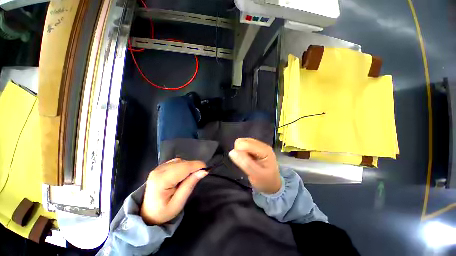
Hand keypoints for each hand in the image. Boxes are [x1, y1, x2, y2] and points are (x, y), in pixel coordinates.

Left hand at [140, 159, 206, 224]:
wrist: (148, 214)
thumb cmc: (164, 212)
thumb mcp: (179, 202)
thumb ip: (190, 184)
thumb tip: (203, 171)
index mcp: (161, 181)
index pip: (183, 167)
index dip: (197, 166)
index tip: (206, 169)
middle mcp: (159, 171)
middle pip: (182, 163)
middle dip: (193, 167)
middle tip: (198, 176)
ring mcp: (158, 168)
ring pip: (180, 161)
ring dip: (188, 166)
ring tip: (188, 178)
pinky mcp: (160, 167)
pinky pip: (176, 162)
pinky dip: (182, 166)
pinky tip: (181, 175)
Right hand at [229, 138, 281, 193]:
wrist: (272, 185)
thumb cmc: (265, 181)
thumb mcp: (256, 175)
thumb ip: (245, 163)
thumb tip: (231, 152)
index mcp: (264, 150)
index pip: (245, 144)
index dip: (239, 153)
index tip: (243, 163)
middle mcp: (262, 145)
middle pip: (242, 141)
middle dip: (239, 152)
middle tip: (245, 163)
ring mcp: (259, 145)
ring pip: (242, 142)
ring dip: (240, 152)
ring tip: (247, 161)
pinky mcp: (255, 147)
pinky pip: (244, 145)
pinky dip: (242, 152)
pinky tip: (248, 159)